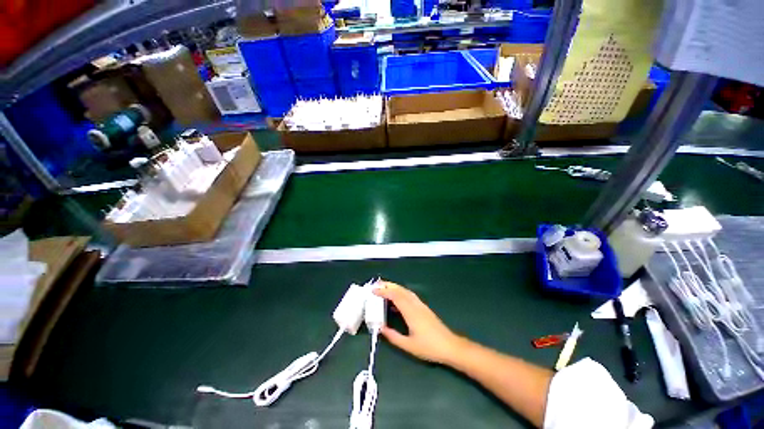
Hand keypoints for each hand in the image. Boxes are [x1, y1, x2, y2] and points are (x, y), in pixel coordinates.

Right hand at [373, 281, 462, 364]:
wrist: (450, 345)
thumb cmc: (429, 347)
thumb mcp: (408, 345)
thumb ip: (393, 336)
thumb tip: (381, 328)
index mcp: (410, 312)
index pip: (395, 296)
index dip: (384, 292)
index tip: (373, 291)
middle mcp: (415, 304)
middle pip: (400, 290)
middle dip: (388, 285)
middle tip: (376, 284)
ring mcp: (420, 305)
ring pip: (405, 291)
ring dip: (394, 287)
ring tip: (384, 288)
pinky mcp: (423, 307)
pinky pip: (410, 296)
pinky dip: (401, 293)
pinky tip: (397, 300)